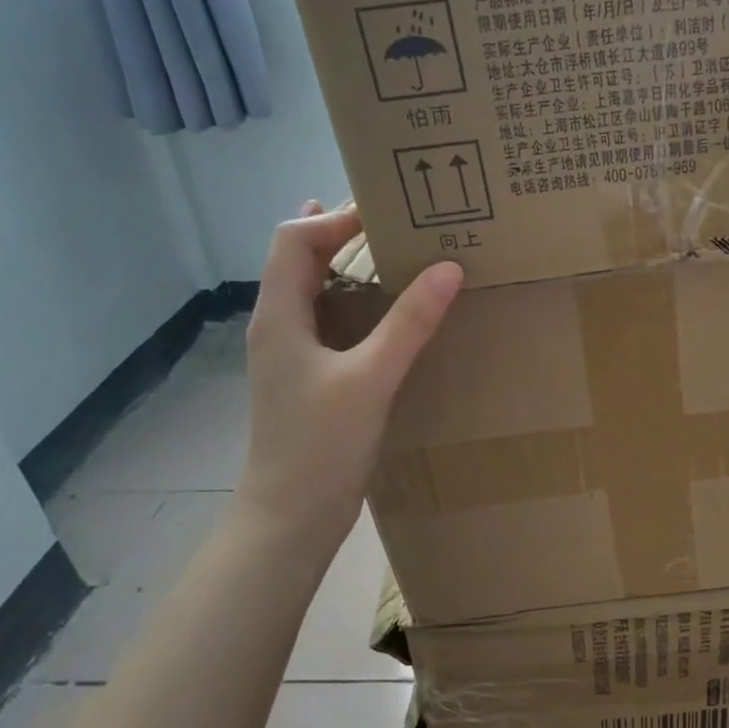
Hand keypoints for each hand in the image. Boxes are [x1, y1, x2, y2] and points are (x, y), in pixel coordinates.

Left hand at [232, 200, 461, 567]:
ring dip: (348, 265)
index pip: (295, 240)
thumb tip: (450, 267)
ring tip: (394, 251)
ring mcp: (292, 353)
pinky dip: (356, 301)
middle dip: (341, 232)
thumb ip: (410, 322)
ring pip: (314, 290)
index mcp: (280, 316)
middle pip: (300, 258)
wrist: (290, 517)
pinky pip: (330, 321)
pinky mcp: (310, 378)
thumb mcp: (371, 378)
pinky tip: (388, 312)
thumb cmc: (321, 445)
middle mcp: (278, 326)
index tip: (389, 210)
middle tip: (396, 220)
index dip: (336, 217)